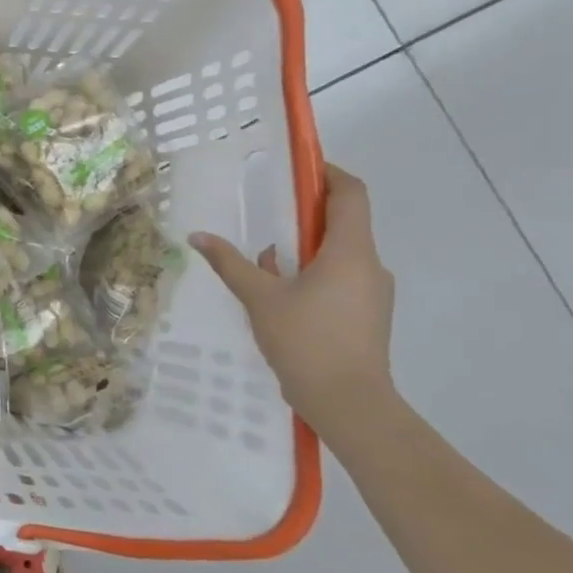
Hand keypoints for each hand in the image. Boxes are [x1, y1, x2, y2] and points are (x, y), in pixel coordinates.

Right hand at [189, 163, 396, 440]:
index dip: (329, 174)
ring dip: (304, 248)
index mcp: (350, 252)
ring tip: (262, 260)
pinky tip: (279, 293)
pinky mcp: (368, 315)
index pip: (351, 194)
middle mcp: (369, 266)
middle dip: (304, 215)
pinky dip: (311, 273)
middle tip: (265, 214)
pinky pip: (340, 278)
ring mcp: (373, 293)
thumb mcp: (259, 297)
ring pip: (339, 253)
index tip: (298, 168)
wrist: (349, 404)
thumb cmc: (306, 340)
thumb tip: (199, 235)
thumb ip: (230, 262)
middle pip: (343, 223)